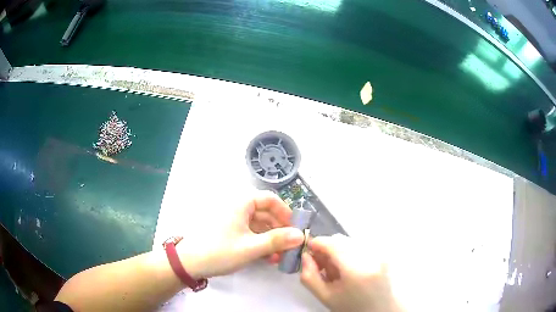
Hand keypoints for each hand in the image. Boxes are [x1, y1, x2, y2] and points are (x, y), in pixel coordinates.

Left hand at [177, 191, 304, 278]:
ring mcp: (232, 221)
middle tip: (290, 247)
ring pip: (259, 225)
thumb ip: (277, 241)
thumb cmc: (219, 251)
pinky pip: (250, 233)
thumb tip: (301, 235)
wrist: (188, 263)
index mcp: (241, 203)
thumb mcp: (251, 247)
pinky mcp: (229, 232)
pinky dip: (260, 243)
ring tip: (279, 257)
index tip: (295, 229)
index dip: (285, 212)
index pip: (270, 199)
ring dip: (271, 239)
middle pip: (266, 213)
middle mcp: (237, 208)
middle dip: (280, 230)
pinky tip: (267, 258)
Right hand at [301, 234, 401, 311]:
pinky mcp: (384, 252)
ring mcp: (380, 253)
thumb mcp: (325, 296)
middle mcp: (372, 256)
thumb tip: (305, 255)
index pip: (333, 243)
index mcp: (357, 270)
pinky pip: (360, 244)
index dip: (317, 243)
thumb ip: (310, 276)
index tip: (308, 251)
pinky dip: (350, 251)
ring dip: (338, 249)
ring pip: (350, 240)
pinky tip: (349, 267)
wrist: (380, 310)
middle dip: (327, 248)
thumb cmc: (351, 307)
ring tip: (337, 269)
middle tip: (322, 265)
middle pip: (341, 240)